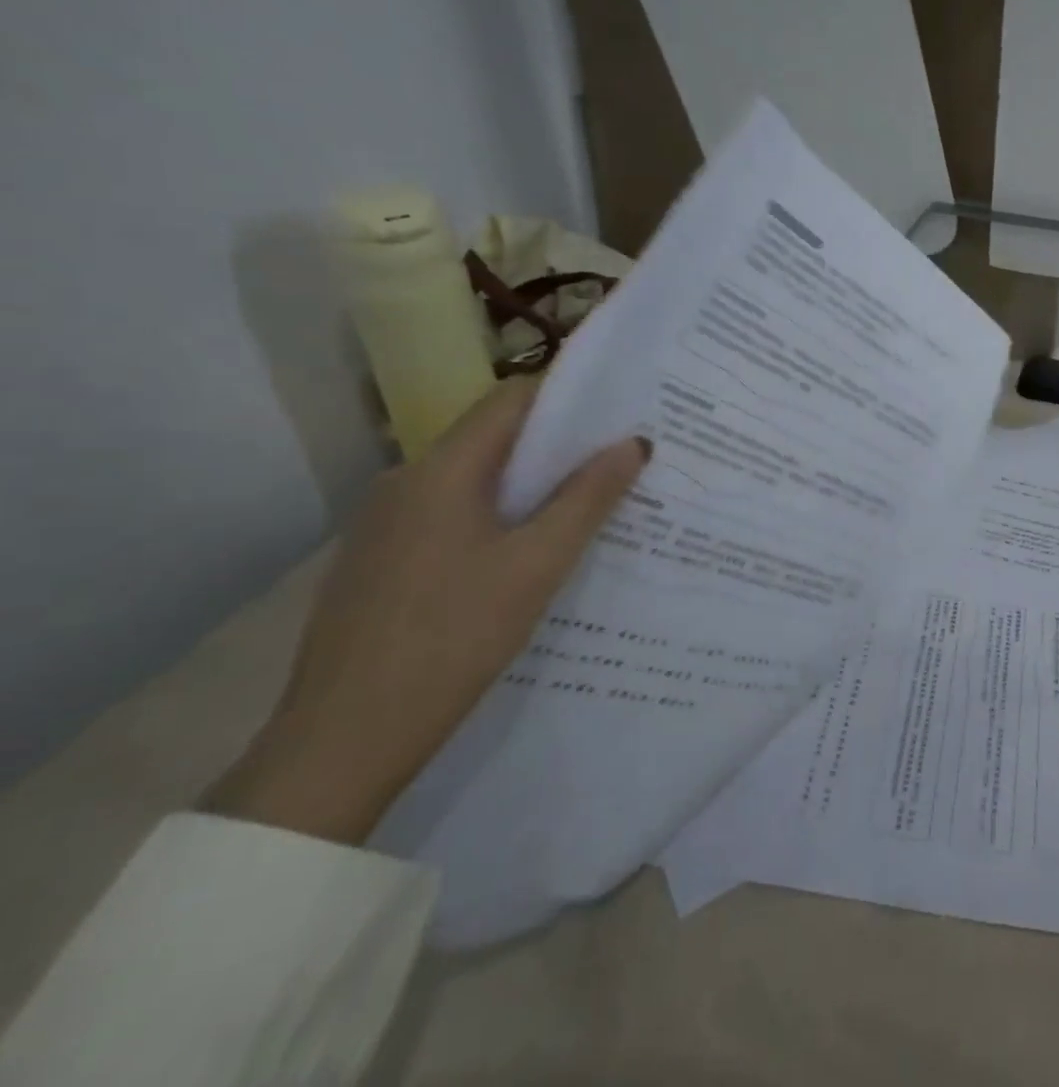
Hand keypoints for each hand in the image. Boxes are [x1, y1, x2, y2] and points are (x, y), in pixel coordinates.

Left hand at [204, 378, 647, 844]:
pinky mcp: (382, 560)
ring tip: (589, 504)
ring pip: (475, 480)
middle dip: (560, 444)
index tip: (623, 409)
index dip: (570, 396)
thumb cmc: (453, 638)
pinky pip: (453, 515)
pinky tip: (530, 551)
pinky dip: (499, 515)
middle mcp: (406, 481)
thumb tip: (635, 442)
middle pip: (495, 438)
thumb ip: (589, 497)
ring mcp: (386, 523)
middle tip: (621, 459)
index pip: (512, 399)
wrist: (343, 742)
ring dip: (531, 484)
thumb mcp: (538, 565)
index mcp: (441, 470)